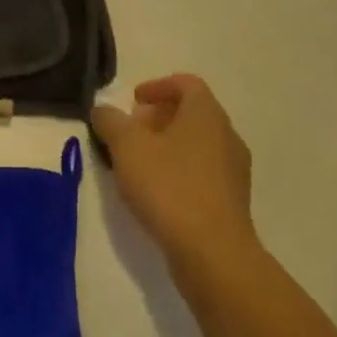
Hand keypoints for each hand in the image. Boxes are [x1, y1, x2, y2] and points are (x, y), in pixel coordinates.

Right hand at [92, 74, 260, 279]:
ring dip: (168, 146)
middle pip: (192, 113)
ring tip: (138, 164)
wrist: (213, 253)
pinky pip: (203, 172)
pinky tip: (156, 192)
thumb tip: (102, 110)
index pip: (187, 83)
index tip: (133, 101)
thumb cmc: (169, 187)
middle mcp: (227, 136)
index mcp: (206, 114)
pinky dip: (179, 170)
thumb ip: (110, 122)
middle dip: (158, 118)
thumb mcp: (127, 147)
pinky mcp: (232, 201)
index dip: (158, 86)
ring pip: (198, 144)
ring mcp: (233, 170)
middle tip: (131, 132)